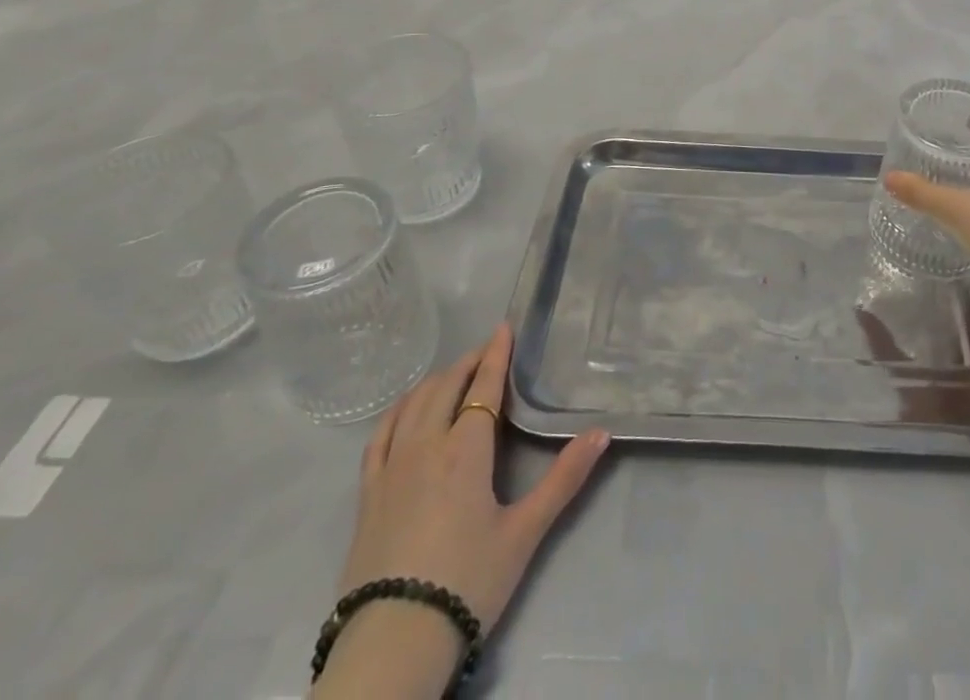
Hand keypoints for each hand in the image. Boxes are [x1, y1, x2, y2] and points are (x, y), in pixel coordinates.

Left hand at [328, 324, 607, 690]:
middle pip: (445, 387)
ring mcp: (391, 468)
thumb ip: (564, 479)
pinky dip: (398, 410)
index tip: (503, 327)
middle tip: (485, 351)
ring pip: (413, 404)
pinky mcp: (367, 493)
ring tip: (452, 375)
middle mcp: (426, 445)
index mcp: (466, 450)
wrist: (394, 643)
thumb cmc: (468, 582)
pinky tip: (405, 410)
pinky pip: (380, 435)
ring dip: (436, 381)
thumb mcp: (525, 532)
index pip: (483, 387)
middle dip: (467, 362)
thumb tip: (602, 433)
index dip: (495, 354)